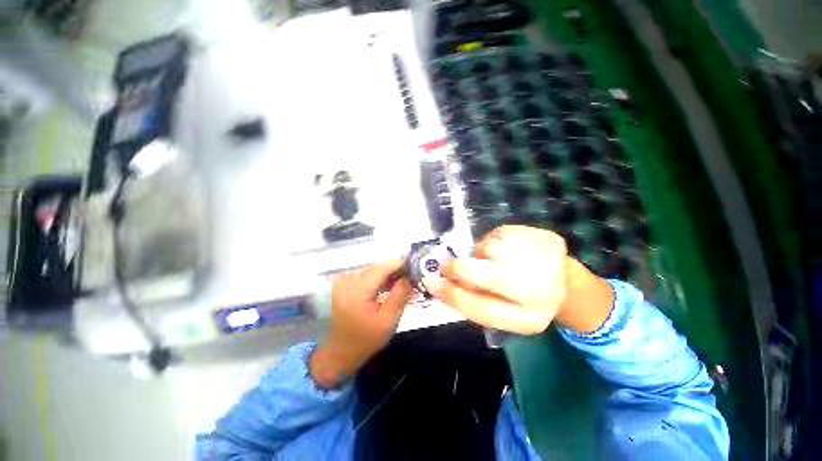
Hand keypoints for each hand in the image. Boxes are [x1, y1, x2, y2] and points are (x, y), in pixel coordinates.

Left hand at [310, 259, 411, 388]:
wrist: (337, 353)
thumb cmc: (364, 340)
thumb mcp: (388, 322)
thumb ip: (399, 296)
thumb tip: (408, 277)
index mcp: (357, 290)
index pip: (381, 267)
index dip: (399, 264)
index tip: (413, 268)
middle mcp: (346, 281)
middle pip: (376, 267)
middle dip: (394, 270)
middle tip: (409, 278)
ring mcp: (342, 282)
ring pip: (370, 270)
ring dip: (386, 274)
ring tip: (400, 283)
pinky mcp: (341, 285)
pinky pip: (364, 276)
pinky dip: (376, 279)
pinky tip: (385, 287)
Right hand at [426, 225, 613, 334]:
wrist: (565, 284)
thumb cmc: (523, 301)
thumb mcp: (500, 312)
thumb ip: (472, 301)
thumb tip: (440, 283)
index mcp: (529, 319)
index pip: (483, 309)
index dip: (452, 295)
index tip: (432, 282)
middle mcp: (542, 291)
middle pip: (487, 275)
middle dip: (459, 268)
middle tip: (448, 266)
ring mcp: (547, 260)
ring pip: (490, 247)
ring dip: (480, 254)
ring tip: (490, 260)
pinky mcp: (547, 237)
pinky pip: (501, 232)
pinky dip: (493, 240)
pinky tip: (504, 249)